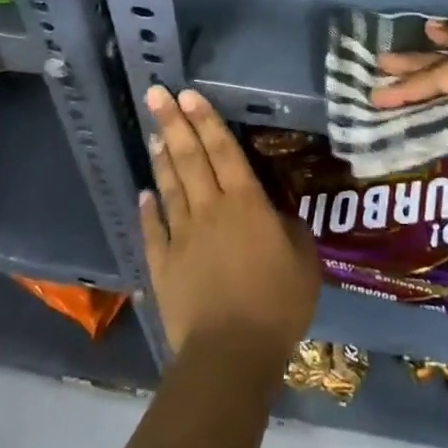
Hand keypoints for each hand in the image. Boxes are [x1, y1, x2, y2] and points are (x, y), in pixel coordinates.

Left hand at [139, 86, 319, 359]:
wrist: (230, 354)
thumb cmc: (276, 305)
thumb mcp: (304, 263)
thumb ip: (292, 231)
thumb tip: (279, 214)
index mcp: (246, 204)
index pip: (224, 151)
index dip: (207, 121)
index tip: (188, 94)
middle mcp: (210, 209)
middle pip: (190, 158)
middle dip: (173, 123)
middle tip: (156, 94)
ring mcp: (181, 236)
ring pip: (170, 186)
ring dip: (162, 157)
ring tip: (153, 132)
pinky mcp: (163, 264)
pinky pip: (153, 229)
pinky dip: (148, 209)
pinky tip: (144, 193)